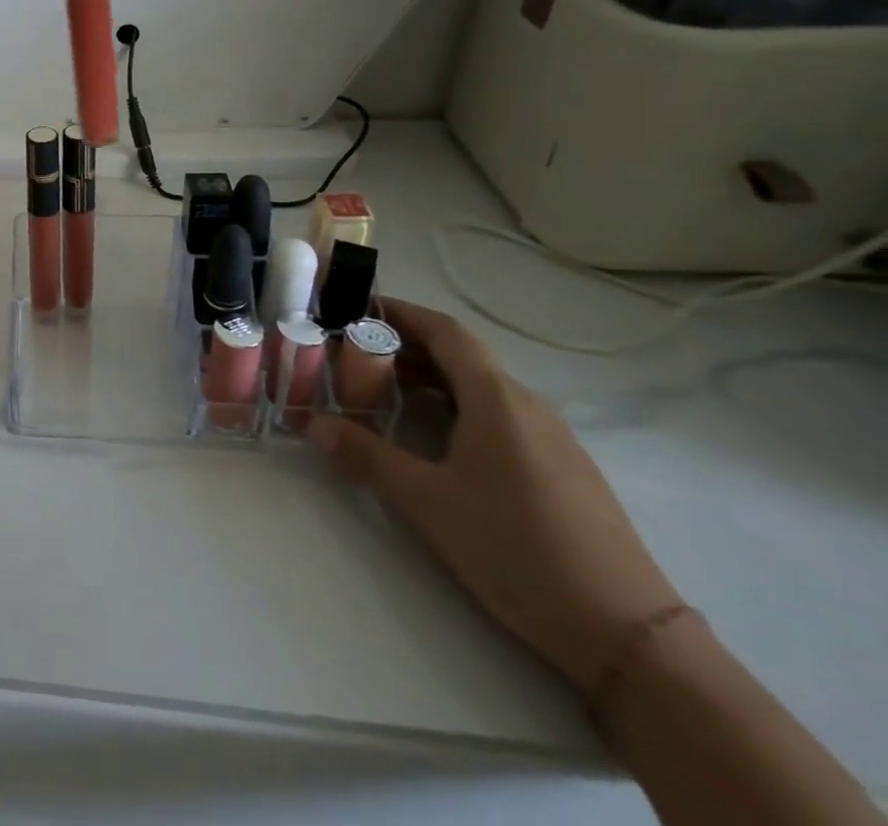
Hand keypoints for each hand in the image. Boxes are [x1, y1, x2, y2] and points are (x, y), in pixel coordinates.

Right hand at [309, 299, 684, 696]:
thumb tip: (314, 424)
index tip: (357, 307)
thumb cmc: (517, 549)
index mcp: (497, 400)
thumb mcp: (428, 502)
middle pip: (461, 358)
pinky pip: (498, 418)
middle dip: (405, 348)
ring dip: (429, 381)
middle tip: (352, 355)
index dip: (401, 313)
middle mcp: (527, 407)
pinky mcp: (562, 471)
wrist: (629, 636)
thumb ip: (367, 456)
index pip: (446, 332)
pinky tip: (432, 439)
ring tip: (381, 393)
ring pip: (479, 389)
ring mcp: (551, 440)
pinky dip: (455, 409)